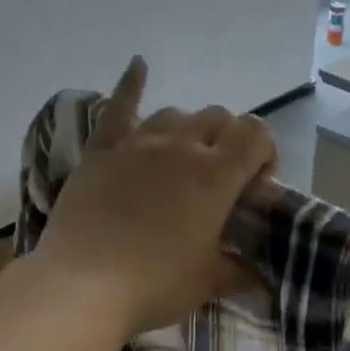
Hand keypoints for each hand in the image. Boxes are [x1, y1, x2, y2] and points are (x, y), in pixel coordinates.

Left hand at [34, 57, 275, 336]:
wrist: (84, 286)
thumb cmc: (157, 285)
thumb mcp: (210, 282)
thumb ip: (240, 271)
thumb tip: (260, 276)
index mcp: (216, 175)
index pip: (256, 134)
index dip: (265, 152)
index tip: (257, 185)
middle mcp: (181, 147)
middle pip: (218, 118)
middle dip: (229, 141)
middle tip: (223, 179)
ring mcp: (137, 144)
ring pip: (175, 114)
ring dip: (189, 130)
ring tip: (186, 158)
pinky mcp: (101, 152)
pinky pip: (118, 107)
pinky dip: (132, 84)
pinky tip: (139, 65)